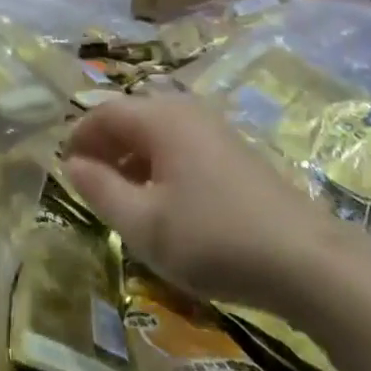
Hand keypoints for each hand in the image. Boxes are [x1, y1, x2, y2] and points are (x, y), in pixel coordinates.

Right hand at [63, 96, 356, 314]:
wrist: (307, 260)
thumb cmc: (213, 238)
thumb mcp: (145, 224)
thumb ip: (100, 190)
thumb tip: (72, 164)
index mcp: (159, 117)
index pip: (103, 112)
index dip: (78, 138)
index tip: (63, 170)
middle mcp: (185, 110)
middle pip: (131, 118)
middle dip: (105, 148)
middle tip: (89, 187)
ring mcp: (214, 128)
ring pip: (157, 133)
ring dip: (132, 159)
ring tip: (123, 199)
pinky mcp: (234, 151)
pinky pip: (182, 145)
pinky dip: (160, 165)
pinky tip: (166, 204)